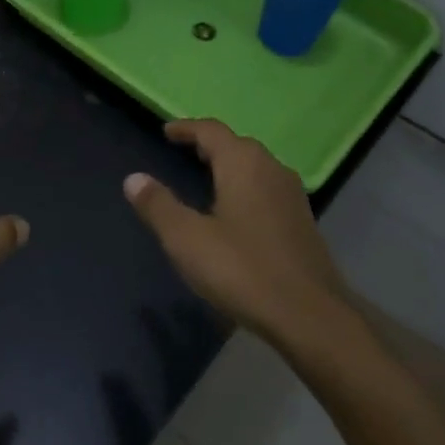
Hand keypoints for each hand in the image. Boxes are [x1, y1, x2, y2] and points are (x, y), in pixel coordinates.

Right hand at [124, 119, 346, 340]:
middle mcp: (272, 169)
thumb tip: (133, 178)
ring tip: (206, 179)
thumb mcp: (186, 239)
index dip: (186, 128)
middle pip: (237, 145)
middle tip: (183, 153)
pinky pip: (266, 189)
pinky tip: (235, 212)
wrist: (311, 315)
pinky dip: (245, 188)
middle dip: (209, 146)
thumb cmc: (242, 269)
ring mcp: (292, 196)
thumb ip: (158, 205)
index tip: (166, 132)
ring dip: (229, 167)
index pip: (211, 131)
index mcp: (243, 164)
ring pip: (255, 167)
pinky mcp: (302, 222)